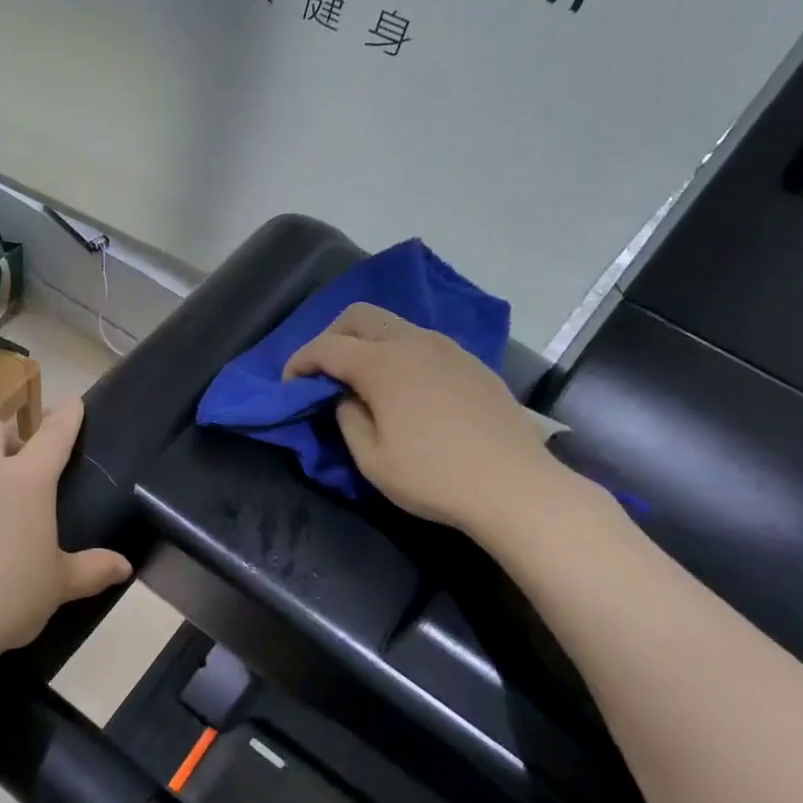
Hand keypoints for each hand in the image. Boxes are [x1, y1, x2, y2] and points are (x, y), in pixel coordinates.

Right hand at [284, 303, 589, 547]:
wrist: (513, 486)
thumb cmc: (433, 477)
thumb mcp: (371, 459)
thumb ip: (347, 418)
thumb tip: (345, 397)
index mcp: (384, 364)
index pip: (327, 347)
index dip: (300, 361)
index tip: (288, 385)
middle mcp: (414, 343)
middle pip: (360, 315)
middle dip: (331, 336)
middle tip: (323, 372)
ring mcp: (447, 349)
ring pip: (394, 324)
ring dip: (367, 342)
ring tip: (361, 380)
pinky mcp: (471, 363)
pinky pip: (422, 342)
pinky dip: (398, 352)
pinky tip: (403, 388)